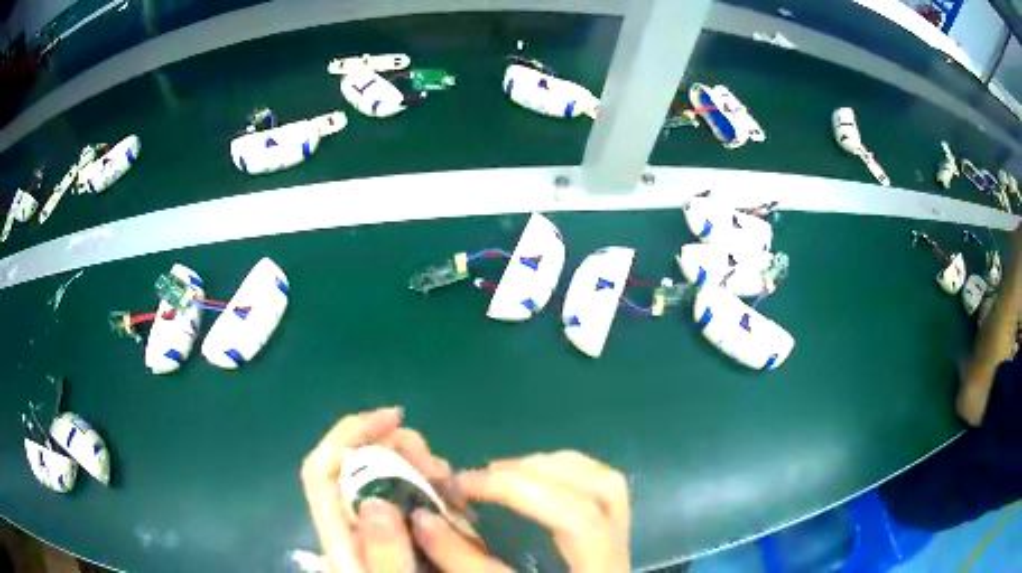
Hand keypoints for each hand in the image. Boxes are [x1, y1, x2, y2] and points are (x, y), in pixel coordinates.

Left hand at [300, 407, 451, 572]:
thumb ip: (383, 556)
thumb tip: (375, 502)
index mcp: (339, 537)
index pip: (322, 471)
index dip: (349, 434)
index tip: (394, 417)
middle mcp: (351, 527)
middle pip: (352, 468)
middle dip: (391, 448)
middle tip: (434, 460)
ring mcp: (373, 532)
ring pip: (381, 481)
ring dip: (413, 466)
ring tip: (446, 477)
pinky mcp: (394, 538)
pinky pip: (404, 500)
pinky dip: (425, 488)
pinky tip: (449, 497)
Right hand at [411, 451, 630, 572]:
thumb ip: (463, 563)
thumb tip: (424, 518)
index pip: (574, 522)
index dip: (512, 494)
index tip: (455, 488)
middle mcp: (618, 559)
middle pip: (599, 495)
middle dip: (534, 476)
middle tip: (477, 479)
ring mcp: (622, 548)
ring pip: (609, 486)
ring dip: (554, 468)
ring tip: (501, 473)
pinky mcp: (613, 542)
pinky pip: (606, 490)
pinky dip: (568, 473)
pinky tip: (533, 479)